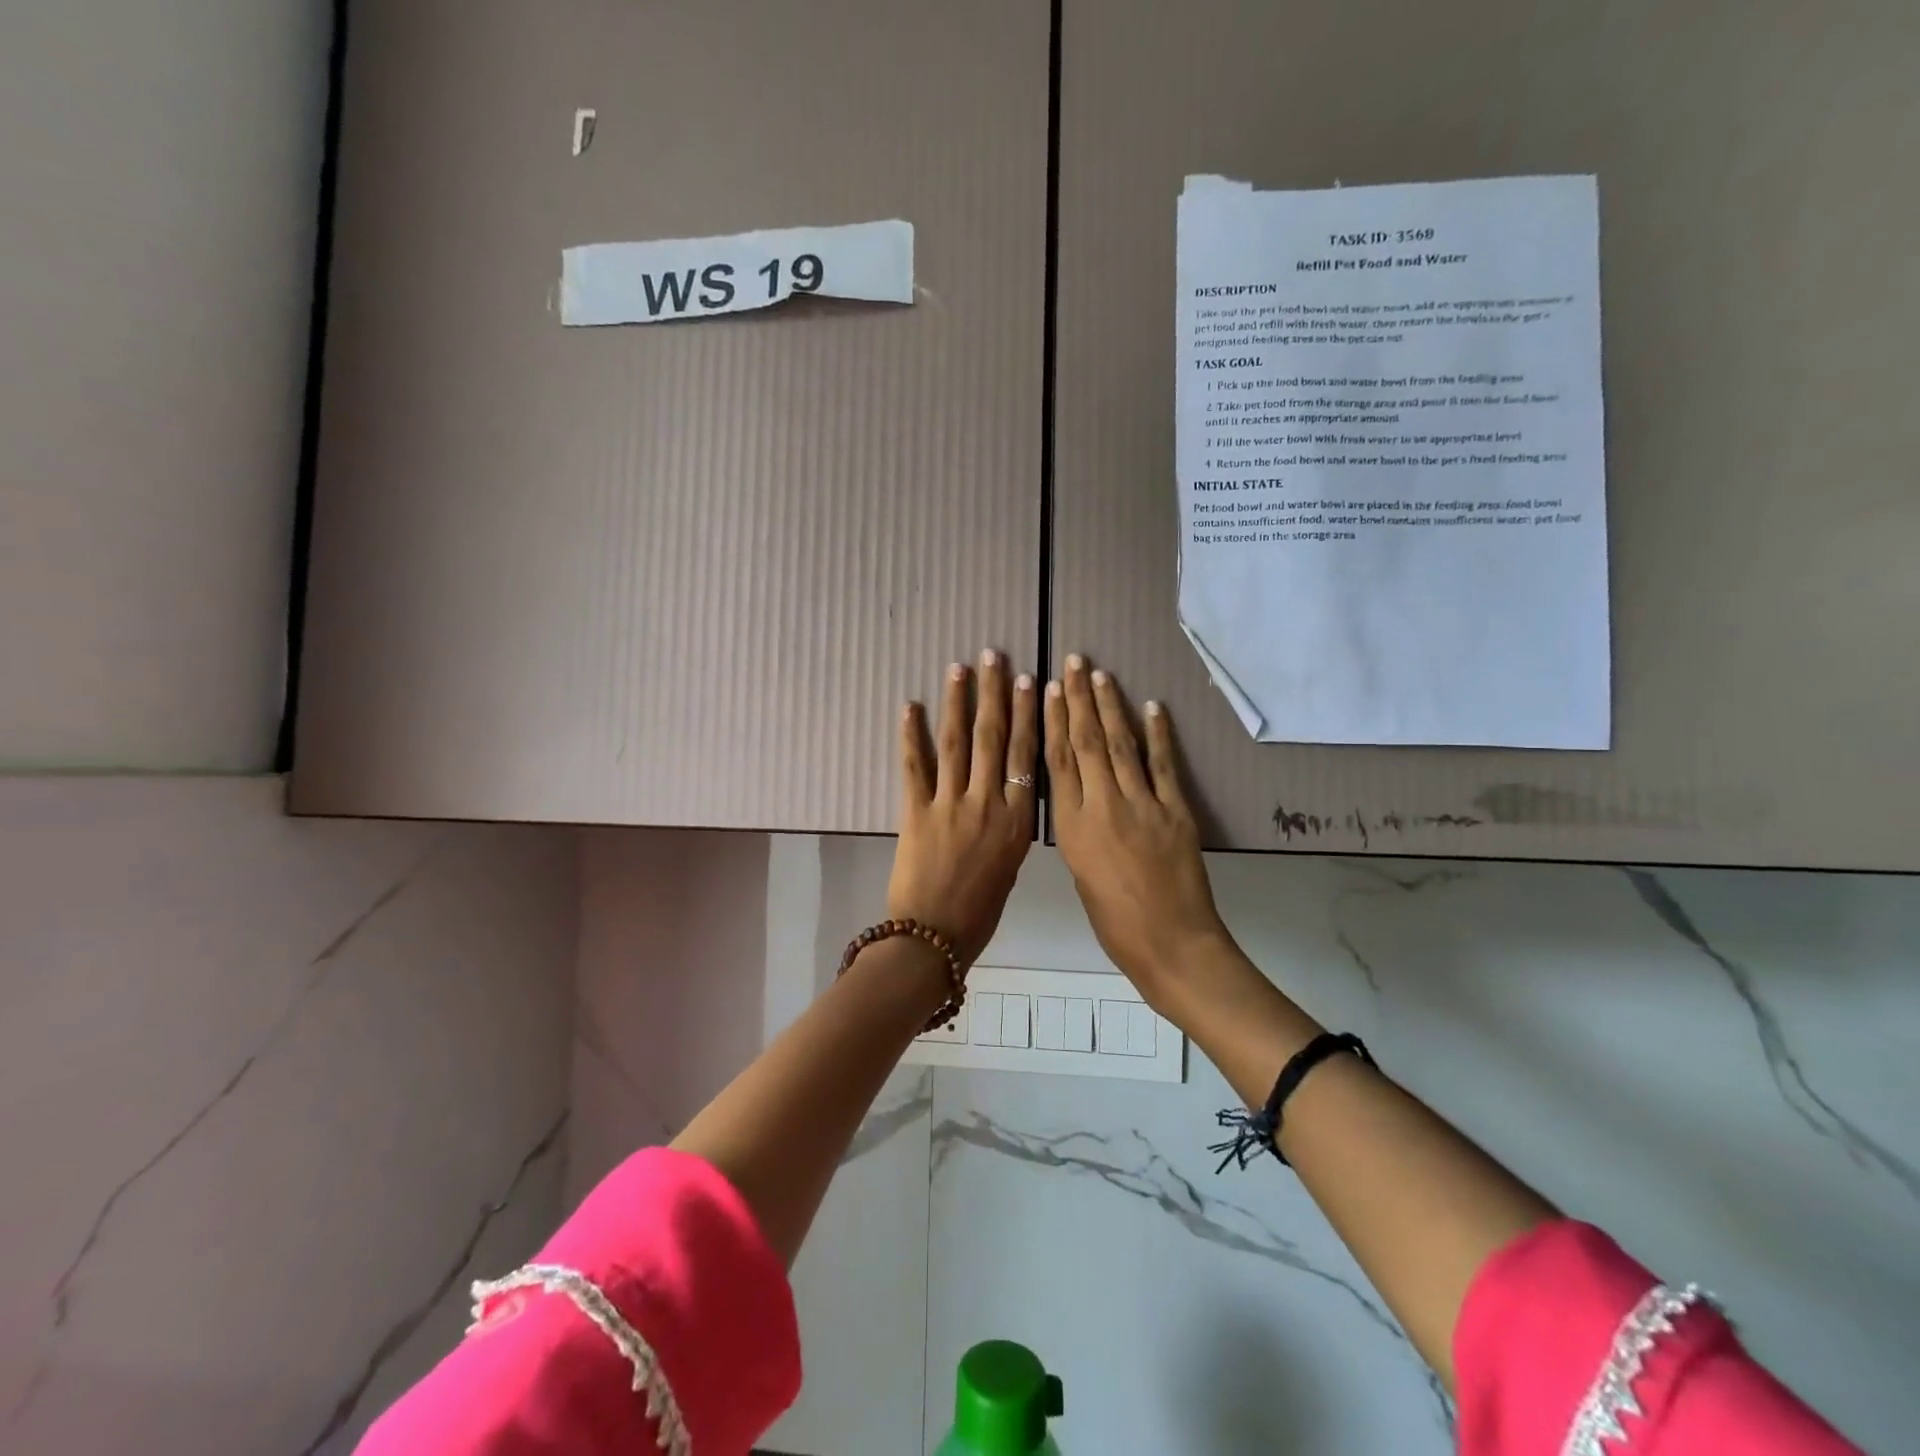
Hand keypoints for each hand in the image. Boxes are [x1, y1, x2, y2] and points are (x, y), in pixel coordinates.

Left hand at [887, 650, 1038, 963]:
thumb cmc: (979, 912)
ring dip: (957, 701)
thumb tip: (1007, 798)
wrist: (933, 938)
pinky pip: (914, 766)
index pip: (1025, 755)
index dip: (1027, 715)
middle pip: (993, 738)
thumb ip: (1009, 827)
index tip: (1028, 681)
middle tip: (993, 656)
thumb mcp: (1010, 868)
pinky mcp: (915, 811)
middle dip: (994, 693)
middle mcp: (986, 803)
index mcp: (1016, 820)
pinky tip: (910, 706)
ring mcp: (949, 804)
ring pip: (957, 742)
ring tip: (959, 668)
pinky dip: (911, 735)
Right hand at [1046, 655, 1229, 994]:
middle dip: (1078, 699)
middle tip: (1075, 662)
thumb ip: (1079, 831)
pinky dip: (1158, 732)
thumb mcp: (1080, 874)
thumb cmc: (1114, 922)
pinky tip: (1151, 706)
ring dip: (1110, 706)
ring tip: (1101, 675)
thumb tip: (1082, 801)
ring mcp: (1142, 804)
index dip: (1052, 721)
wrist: (1170, 944)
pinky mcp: (1176, 809)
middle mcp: (1102, 805)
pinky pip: (1163, 763)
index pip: (1057, 762)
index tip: (1047, 689)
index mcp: (1071, 827)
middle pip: (1087, 742)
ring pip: (1121, 744)